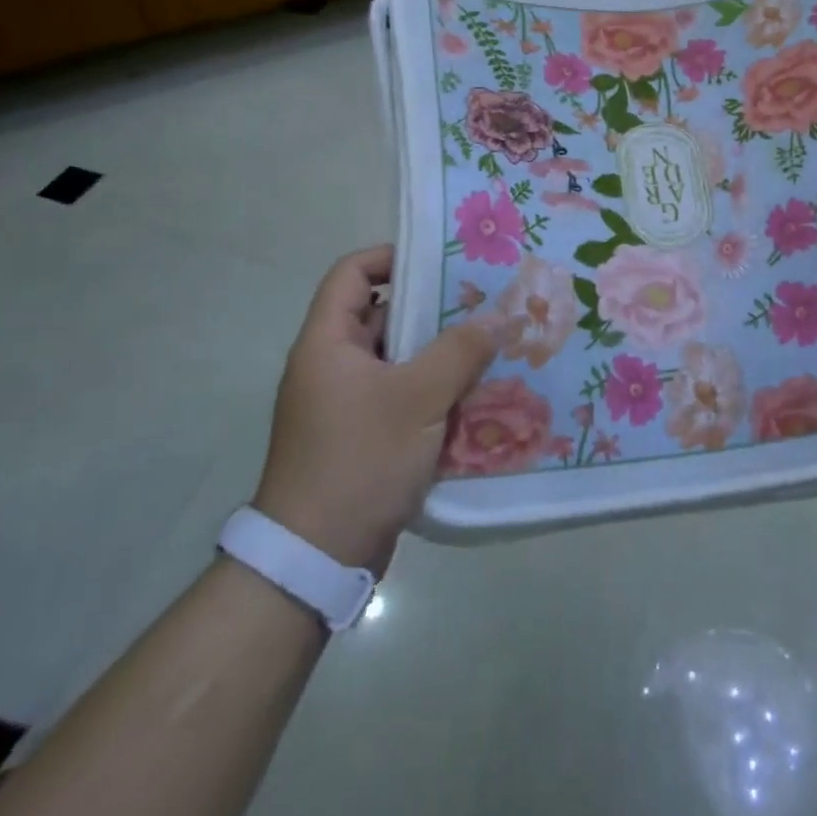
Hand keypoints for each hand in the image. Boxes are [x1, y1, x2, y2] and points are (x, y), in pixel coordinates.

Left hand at [253, 244, 496, 573]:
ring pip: (399, 358)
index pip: (352, 273)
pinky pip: (403, 394)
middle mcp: (332, 366)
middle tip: (484, 300)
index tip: (442, 259)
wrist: (316, 559)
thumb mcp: (417, 399)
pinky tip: (477, 390)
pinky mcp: (363, 435)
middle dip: (432, 306)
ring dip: (440, 351)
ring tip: (492, 341)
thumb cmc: (359, 460)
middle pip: (382, 314)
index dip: (392, 256)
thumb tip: (500, 315)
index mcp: (327, 343)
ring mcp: (346, 403)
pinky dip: (435, 388)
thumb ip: (460, 351)